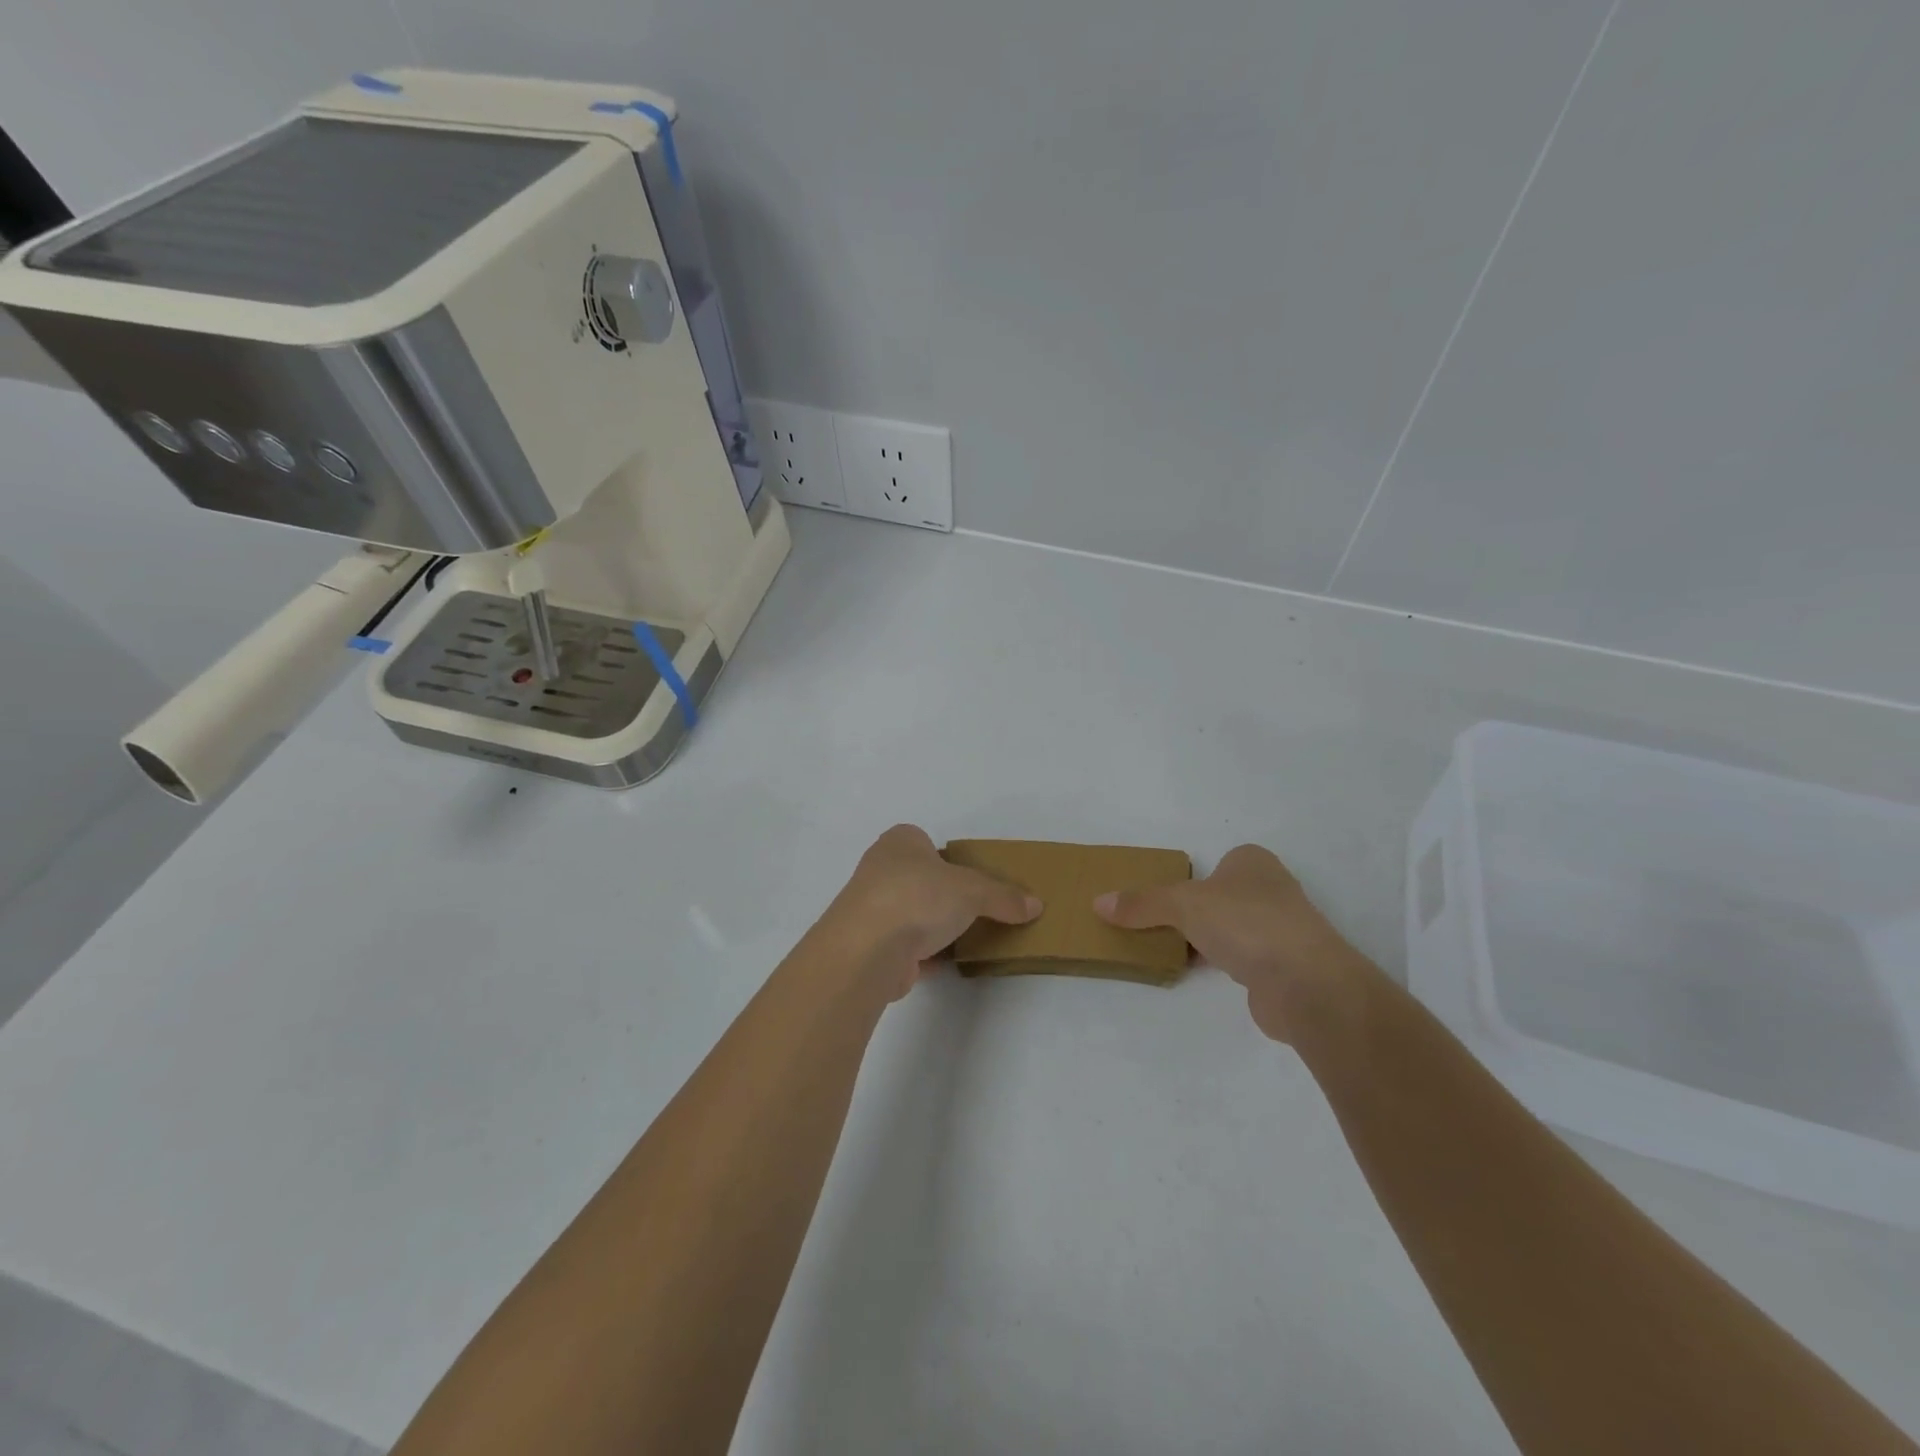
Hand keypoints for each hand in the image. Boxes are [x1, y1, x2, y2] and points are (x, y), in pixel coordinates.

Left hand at [816, 825, 1041, 1001]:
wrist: (867, 949)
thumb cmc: (918, 897)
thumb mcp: (973, 890)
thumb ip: (1003, 896)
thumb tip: (1035, 905)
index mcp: (900, 842)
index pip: (927, 842)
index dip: (949, 858)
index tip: (973, 877)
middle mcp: (880, 869)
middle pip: (921, 879)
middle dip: (944, 894)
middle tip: (976, 909)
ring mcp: (872, 908)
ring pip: (912, 913)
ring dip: (934, 926)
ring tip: (967, 938)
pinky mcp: (871, 946)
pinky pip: (906, 946)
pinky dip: (925, 954)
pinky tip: (948, 963)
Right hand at [1094, 845, 1362, 1041]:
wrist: (1305, 983)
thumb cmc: (1245, 923)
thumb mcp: (1182, 905)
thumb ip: (1142, 904)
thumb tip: (1098, 903)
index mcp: (1252, 862)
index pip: (1214, 864)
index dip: (1187, 880)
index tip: (1158, 899)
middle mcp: (1271, 890)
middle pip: (1219, 897)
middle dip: (1192, 912)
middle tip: (1154, 924)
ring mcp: (1281, 930)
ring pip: (1230, 929)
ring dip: (1206, 940)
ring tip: (1166, 950)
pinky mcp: (1283, 967)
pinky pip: (1241, 959)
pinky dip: (1220, 964)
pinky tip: (1196, 973)